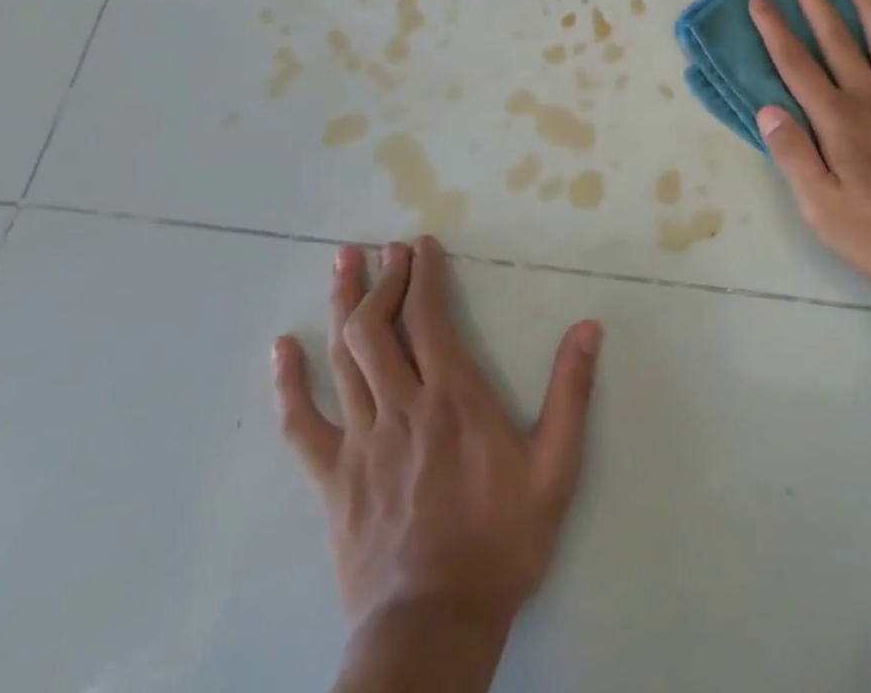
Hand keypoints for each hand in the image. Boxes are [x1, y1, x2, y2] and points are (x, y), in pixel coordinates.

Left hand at [273, 238, 600, 643]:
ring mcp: (361, 442)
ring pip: (344, 358)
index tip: (422, 243)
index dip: (423, 274)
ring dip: (343, 304)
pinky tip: (282, 348)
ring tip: (342, 263)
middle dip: (383, 278)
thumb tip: (588, 327)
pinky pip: (302, 424)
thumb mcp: (555, 468)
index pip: (428, 317)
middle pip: (379, 327)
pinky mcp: (333, 479)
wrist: (434, 626)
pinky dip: (290, 382)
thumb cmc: (501, 542)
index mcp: (453, 398)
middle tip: (386, 247)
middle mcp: (402, 406)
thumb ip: (571, 393)